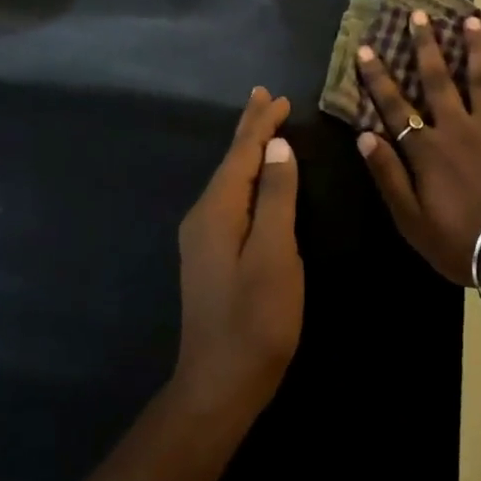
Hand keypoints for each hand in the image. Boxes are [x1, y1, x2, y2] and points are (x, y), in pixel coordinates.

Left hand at [173, 87, 303, 420]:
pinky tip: (254, 178)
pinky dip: (246, 178)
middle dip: (248, 130)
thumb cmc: (256, 319)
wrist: (220, 384)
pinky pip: (230, 199)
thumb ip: (277, 198)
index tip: (277, 97)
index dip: (260, 124)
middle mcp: (203, 216)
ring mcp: (203, 238)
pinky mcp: (210, 255)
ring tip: (261, 126)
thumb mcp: (275, 254)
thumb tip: (277, 147)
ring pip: (229, 180)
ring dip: (247, 151)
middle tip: (262, 96)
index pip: (241, 154)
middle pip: (230, 162)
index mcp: (217, 210)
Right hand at [356, 12, 480, 285]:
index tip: (366, 49)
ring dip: (473, 47)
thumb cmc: (458, 240)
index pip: (395, 106)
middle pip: (437, 80)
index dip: (378, 78)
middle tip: (418, 16)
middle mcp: (455, 128)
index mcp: (426, 150)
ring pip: (478, 78)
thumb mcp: (411, 219)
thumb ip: (388, 175)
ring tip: (469, 20)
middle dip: (425, 46)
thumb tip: (365, 136)